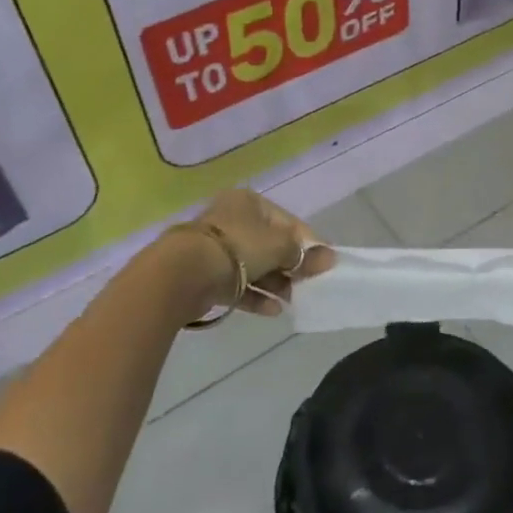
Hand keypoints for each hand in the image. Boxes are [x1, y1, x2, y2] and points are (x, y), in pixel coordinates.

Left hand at [154, 189, 335, 323]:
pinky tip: (274, 310)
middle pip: (270, 244)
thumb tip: (330, 257)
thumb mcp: (280, 246)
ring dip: (276, 283)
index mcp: (249, 203)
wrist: (183, 274)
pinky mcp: (206, 276)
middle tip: (309, 283)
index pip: (287, 221)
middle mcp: (232, 221)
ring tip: (293, 300)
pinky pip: (238, 285)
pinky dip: (256, 296)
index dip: (308, 241)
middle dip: (291, 265)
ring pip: (255, 266)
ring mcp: (217, 249)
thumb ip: (304, 254)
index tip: (324, 261)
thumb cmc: (238, 247)